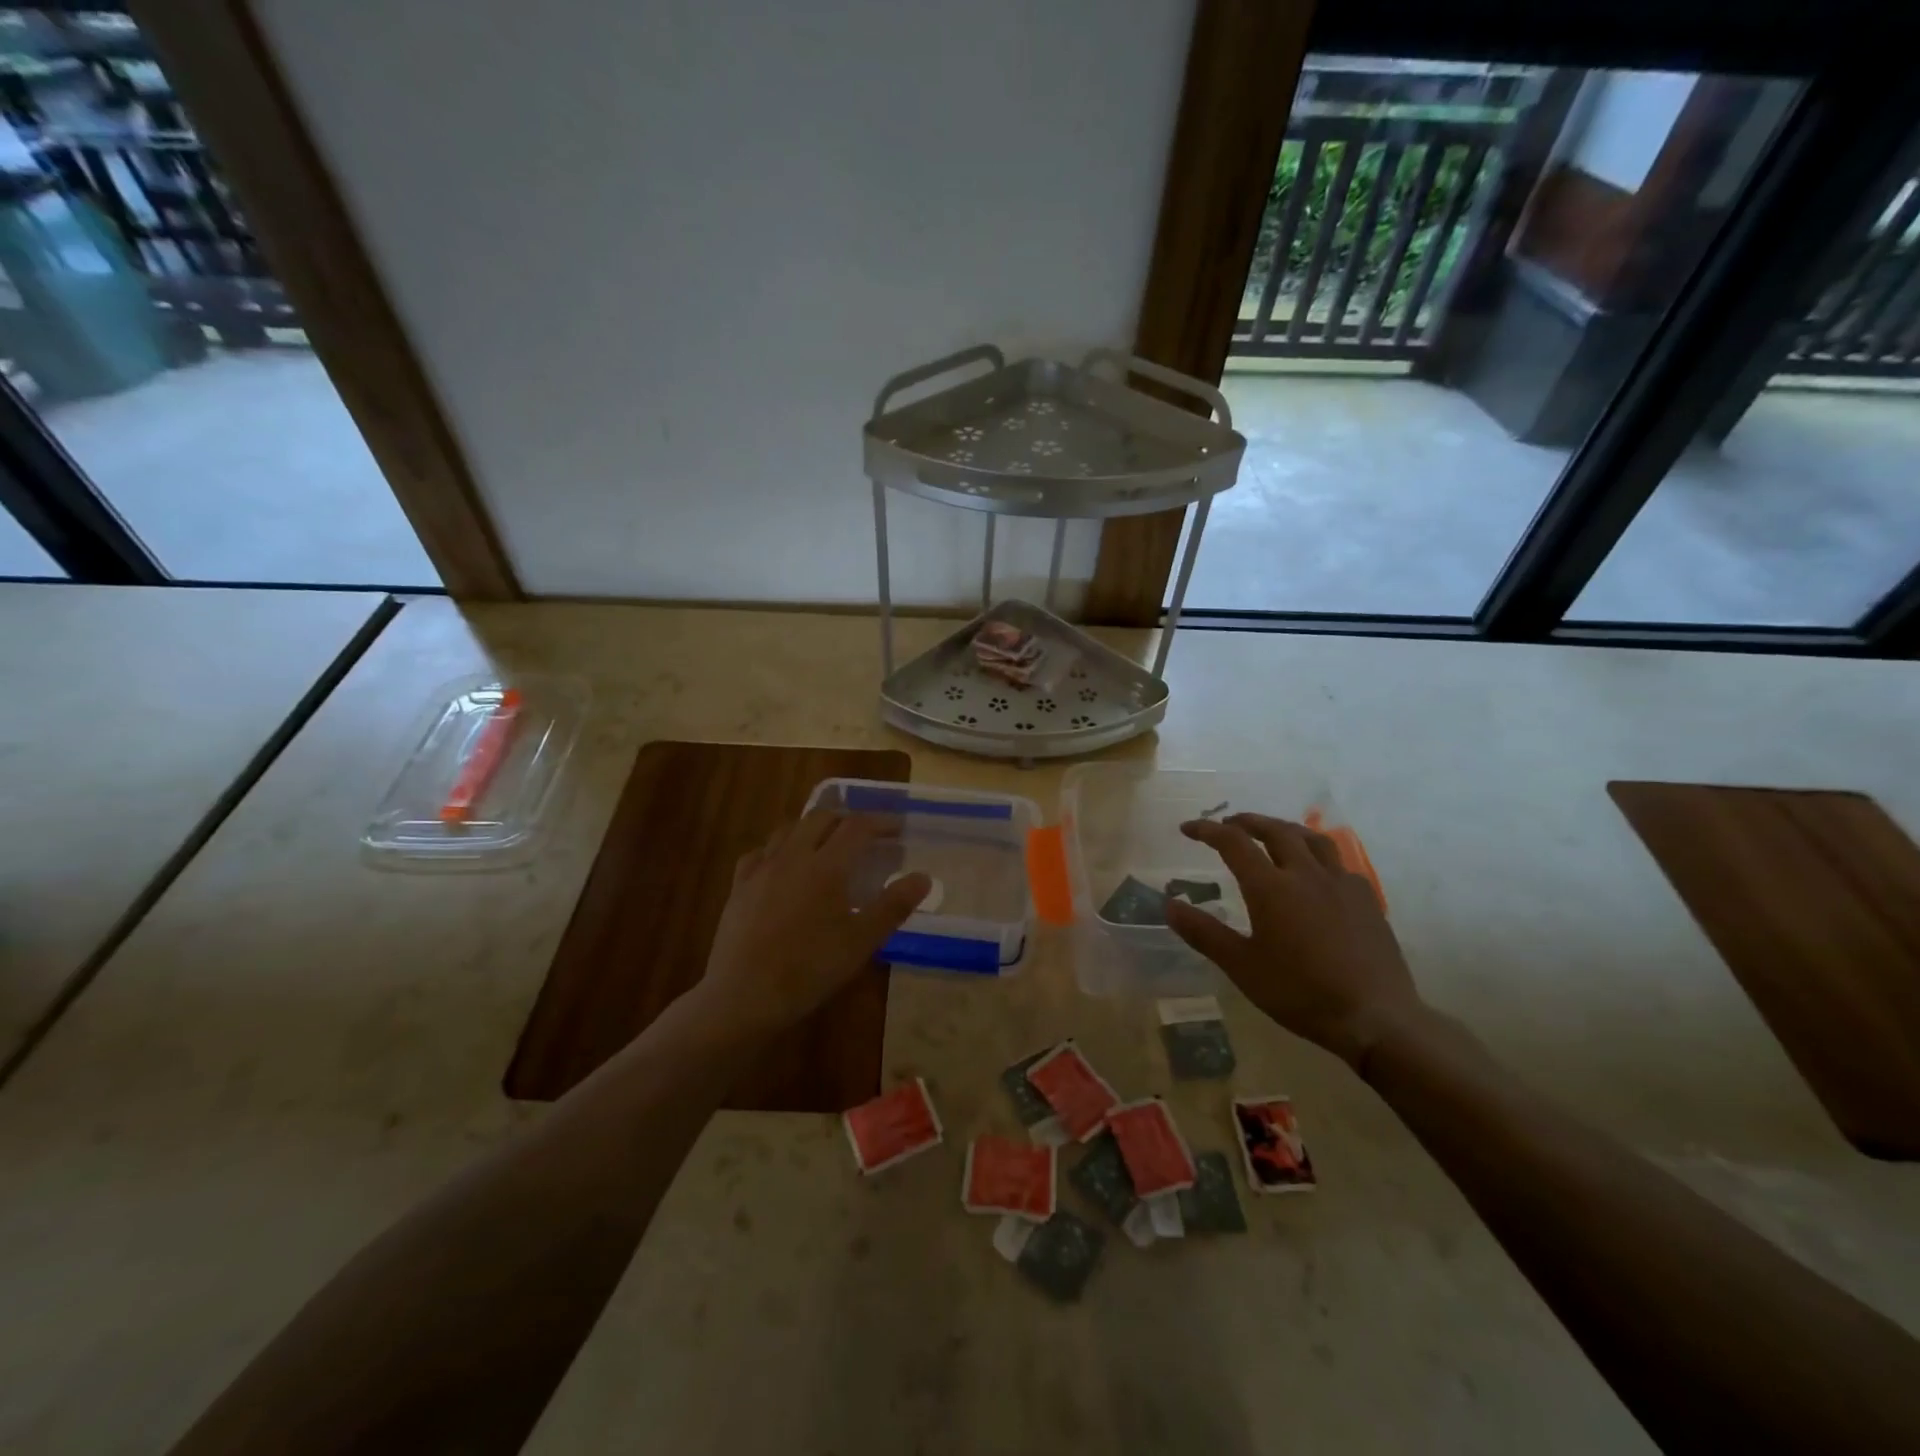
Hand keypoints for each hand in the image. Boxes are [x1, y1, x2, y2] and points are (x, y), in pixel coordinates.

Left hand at [695, 809, 929, 1036]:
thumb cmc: (809, 969)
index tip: (898, 829)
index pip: (857, 827)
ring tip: (826, 845)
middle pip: (821, 818)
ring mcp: (760, 869)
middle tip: (865, 836)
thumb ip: (893, 906)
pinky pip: (760, 852)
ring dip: (812, 828)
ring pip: (788, 829)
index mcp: (825, 866)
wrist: (742, 995)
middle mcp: (792, 856)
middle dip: (846, 820)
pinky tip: (782, 866)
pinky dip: (779, 849)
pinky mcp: (739, 886)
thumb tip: (923, 877)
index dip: (880, 822)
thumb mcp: (861, 942)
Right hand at [1165, 813, 1422, 1067]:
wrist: (1374, 1017)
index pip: (1233, 843)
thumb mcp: (1242, 967)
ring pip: (1311, 839)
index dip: (1207, 830)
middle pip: (1275, 830)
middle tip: (1229, 824)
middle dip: (1247, 822)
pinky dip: (1317, 855)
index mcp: (1270, 888)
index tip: (1188, 828)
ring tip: (1272, 834)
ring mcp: (1341, 884)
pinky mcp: (1366, 899)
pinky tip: (1316, 872)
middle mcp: (1305, 874)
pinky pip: (1338, 862)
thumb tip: (1169, 905)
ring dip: (1285, 829)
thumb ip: (1204, 933)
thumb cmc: (1299, 992)